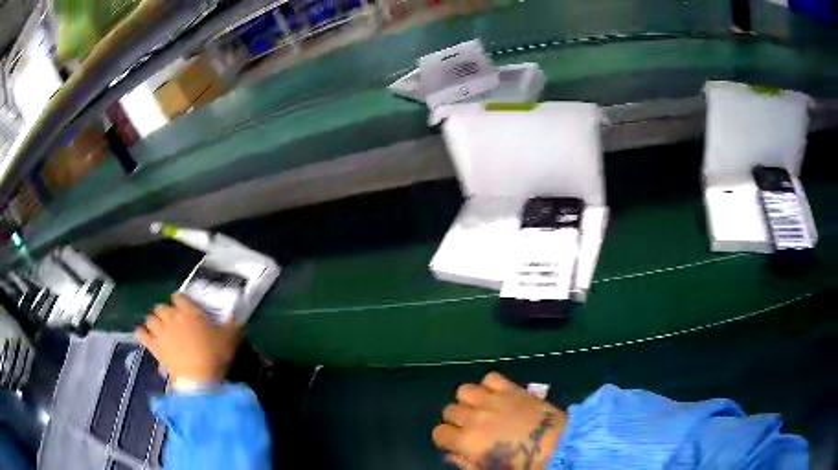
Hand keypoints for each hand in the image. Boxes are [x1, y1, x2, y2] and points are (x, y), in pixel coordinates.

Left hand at [135, 294, 239, 383]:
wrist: (198, 379)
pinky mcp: (154, 345)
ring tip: (160, 329)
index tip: (186, 309)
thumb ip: (232, 325)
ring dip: (154, 321)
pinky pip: (141, 333)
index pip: (179, 297)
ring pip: (150, 318)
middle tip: (173, 321)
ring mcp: (160, 330)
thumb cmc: (214, 356)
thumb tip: (235, 316)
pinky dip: (142, 333)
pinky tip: (145, 335)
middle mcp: (172, 316)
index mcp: (189, 311)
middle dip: (166, 312)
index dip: (181, 301)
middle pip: (162, 306)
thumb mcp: (230, 339)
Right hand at [433, 372, 566, 469]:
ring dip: (469, 400)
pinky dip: (489, 385)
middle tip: (472, 427)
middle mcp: (474, 417)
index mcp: (467, 441)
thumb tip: (452, 454)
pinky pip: (490, 377)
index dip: (446, 438)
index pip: (439, 433)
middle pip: (449, 410)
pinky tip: (497, 395)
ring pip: (464, 390)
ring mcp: (493, 400)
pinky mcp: (511, 388)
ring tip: (481, 408)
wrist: (557, 444)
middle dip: (456, 420)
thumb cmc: (523, 463)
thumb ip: (466, 464)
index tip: (456, 442)